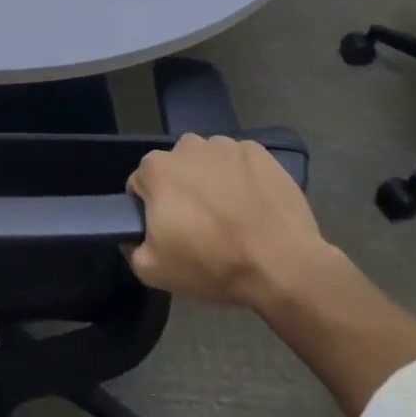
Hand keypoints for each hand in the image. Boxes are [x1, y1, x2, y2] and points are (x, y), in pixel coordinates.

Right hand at [126, 134, 339, 309]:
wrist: (284, 266)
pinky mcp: (259, 152)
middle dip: (182, 191)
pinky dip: (242, 178)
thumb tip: (133, 235)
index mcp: (156, 168)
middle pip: (176, 170)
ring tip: (233, 217)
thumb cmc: (213, 264)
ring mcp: (225, 145)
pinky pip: (240, 163)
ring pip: (208, 163)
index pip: (141, 185)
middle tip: (202, 227)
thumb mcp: (154, 271)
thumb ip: (131, 247)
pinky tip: (255, 207)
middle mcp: (186, 146)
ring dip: (212, 182)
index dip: (152, 210)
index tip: (170, 233)